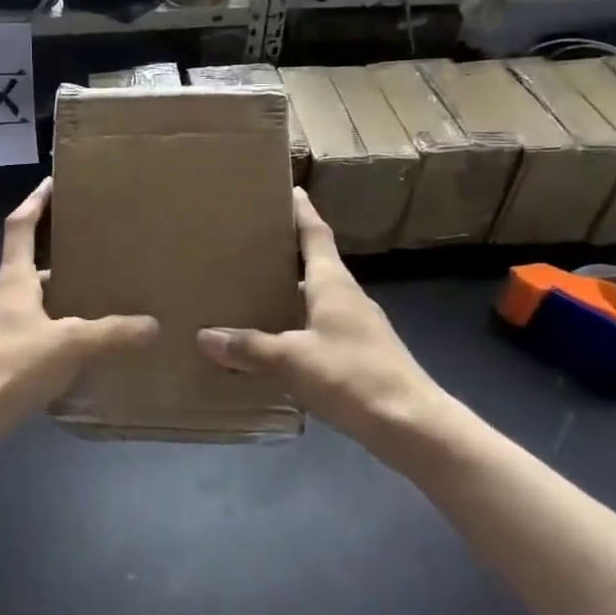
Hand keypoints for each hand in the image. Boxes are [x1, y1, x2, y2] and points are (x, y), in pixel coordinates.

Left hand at [0, 179, 158, 434]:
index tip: (52, 182)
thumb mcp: (69, 345)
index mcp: (13, 281)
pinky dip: (55, 330)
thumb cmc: (11, 365)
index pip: (20, 227)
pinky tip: (77, 348)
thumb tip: (154, 325)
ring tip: (97, 302)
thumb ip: (112, 334)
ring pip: (34, 302)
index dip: (35, 202)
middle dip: (61, 258)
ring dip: (60, 298)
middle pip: (31, 266)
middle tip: (97, 255)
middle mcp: (2, 297)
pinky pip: (33, 331)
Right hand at [196, 189, 452, 462]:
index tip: (289, 189)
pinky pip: (318, 327)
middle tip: (248, 244)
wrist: (412, 425)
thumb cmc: (352, 376)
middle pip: (314, 264)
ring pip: (315, 298)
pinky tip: (274, 340)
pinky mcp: (359, 354)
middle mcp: (346, 297)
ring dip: (288, 291)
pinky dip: (295, 325)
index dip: (302, 212)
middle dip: (284, 252)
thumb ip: (249, 348)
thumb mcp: (292, 359)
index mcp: (333, 284)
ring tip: (251, 290)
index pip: (316, 235)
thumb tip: (204, 336)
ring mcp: (356, 326)